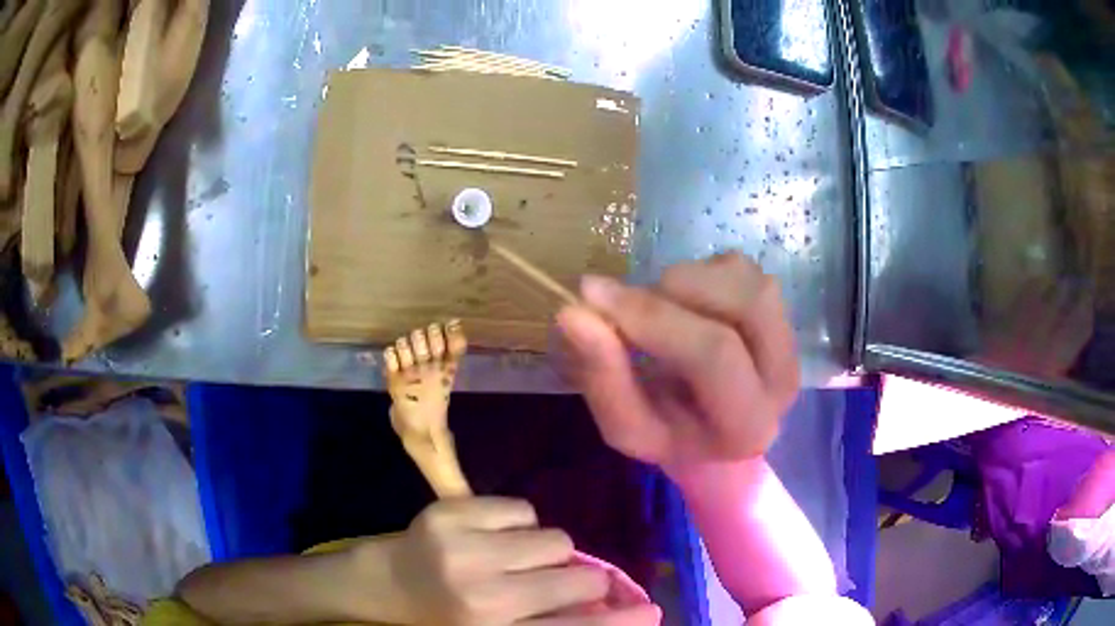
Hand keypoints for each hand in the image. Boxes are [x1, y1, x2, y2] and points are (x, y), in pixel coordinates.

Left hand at [386, 497, 660, 625]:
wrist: (385, 583)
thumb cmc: (445, 617)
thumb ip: (549, 620)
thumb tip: (605, 604)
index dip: (616, 622)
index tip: (651, 612)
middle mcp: (479, 594)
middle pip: (575, 577)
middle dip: (582, 579)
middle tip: (560, 580)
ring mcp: (461, 548)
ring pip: (554, 538)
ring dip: (547, 551)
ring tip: (514, 559)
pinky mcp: (449, 511)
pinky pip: (522, 509)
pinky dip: (518, 524)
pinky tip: (491, 537)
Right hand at [556, 253, 799, 464]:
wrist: (711, 430)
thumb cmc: (667, 432)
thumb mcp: (624, 424)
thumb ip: (602, 376)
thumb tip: (573, 313)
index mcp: (746, 425)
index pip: (713, 354)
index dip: (652, 315)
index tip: (592, 295)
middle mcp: (783, 380)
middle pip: (747, 302)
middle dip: (672, 290)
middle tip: (626, 301)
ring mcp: (789, 339)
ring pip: (748, 278)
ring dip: (689, 279)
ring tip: (659, 308)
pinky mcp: (782, 310)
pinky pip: (742, 268)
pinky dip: (702, 272)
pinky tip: (685, 302)